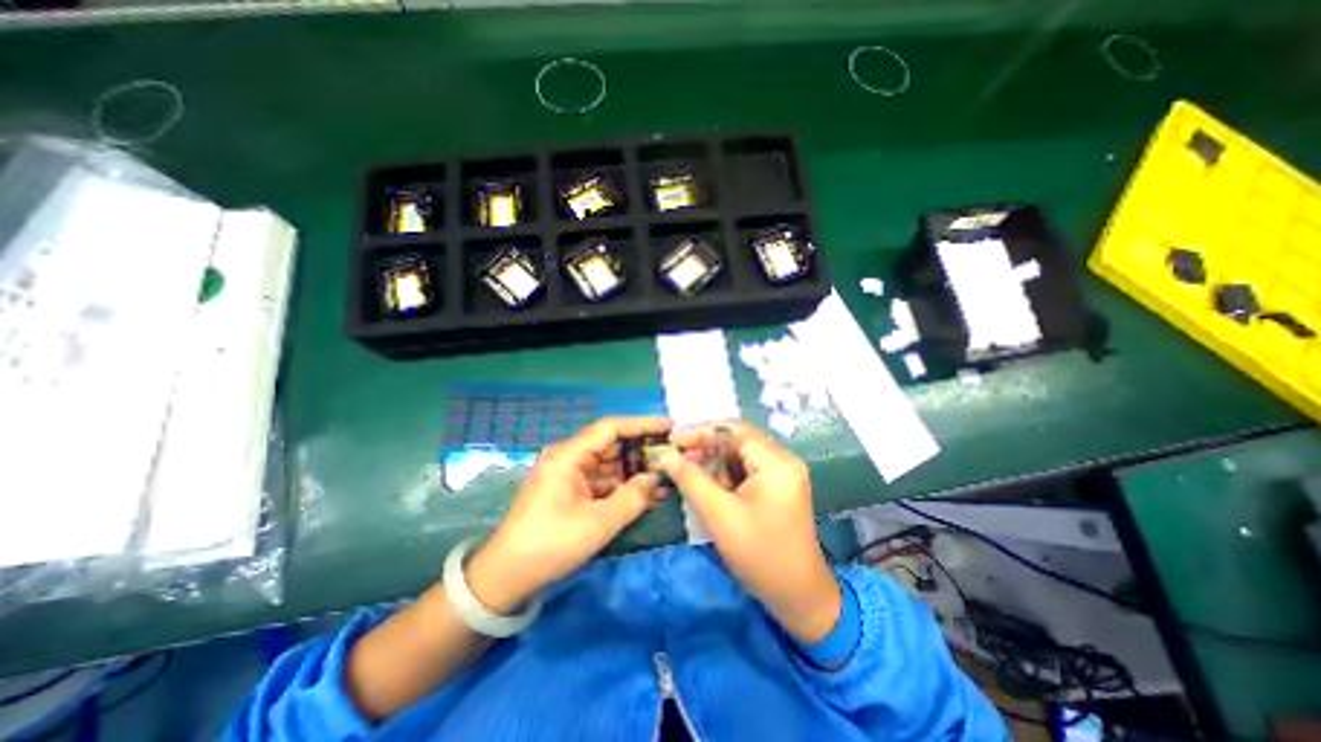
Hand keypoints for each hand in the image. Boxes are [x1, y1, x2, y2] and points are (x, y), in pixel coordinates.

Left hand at [463, 418, 671, 614]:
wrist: (507, 578)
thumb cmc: (550, 545)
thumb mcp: (597, 523)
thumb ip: (632, 498)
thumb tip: (656, 479)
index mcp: (568, 455)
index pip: (611, 428)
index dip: (642, 424)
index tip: (670, 426)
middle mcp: (570, 458)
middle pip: (613, 445)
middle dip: (644, 450)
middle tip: (674, 454)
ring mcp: (571, 476)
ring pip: (611, 465)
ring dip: (637, 471)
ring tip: (668, 475)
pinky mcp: (573, 492)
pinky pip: (604, 482)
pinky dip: (625, 487)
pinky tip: (649, 493)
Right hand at [657, 423, 834, 643]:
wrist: (799, 597)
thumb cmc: (760, 555)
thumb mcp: (719, 515)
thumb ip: (691, 480)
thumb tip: (667, 456)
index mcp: (777, 463)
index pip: (735, 430)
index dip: (702, 432)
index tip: (674, 440)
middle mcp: (784, 461)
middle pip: (739, 440)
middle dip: (707, 448)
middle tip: (679, 458)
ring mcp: (784, 475)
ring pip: (741, 455)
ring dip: (716, 463)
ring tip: (693, 478)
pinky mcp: (780, 488)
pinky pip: (748, 470)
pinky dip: (727, 475)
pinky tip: (712, 489)